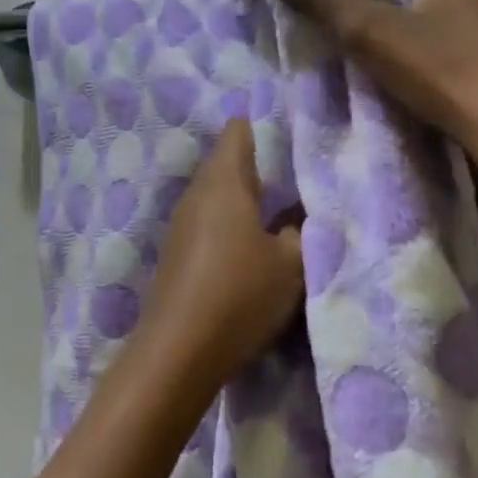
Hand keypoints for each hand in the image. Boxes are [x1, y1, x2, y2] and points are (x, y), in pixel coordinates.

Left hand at [137, 120, 303, 389]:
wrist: (178, 351)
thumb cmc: (240, 294)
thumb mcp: (290, 264)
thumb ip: (299, 232)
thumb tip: (294, 219)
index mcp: (223, 181)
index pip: (240, 130)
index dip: (266, 126)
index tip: (296, 135)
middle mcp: (196, 193)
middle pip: (227, 162)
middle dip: (262, 167)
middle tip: (300, 178)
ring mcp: (182, 224)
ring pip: (218, 195)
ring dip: (246, 199)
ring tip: (283, 210)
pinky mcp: (177, 253)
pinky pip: (209, 222)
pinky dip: (231, 225)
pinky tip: (253, 245)